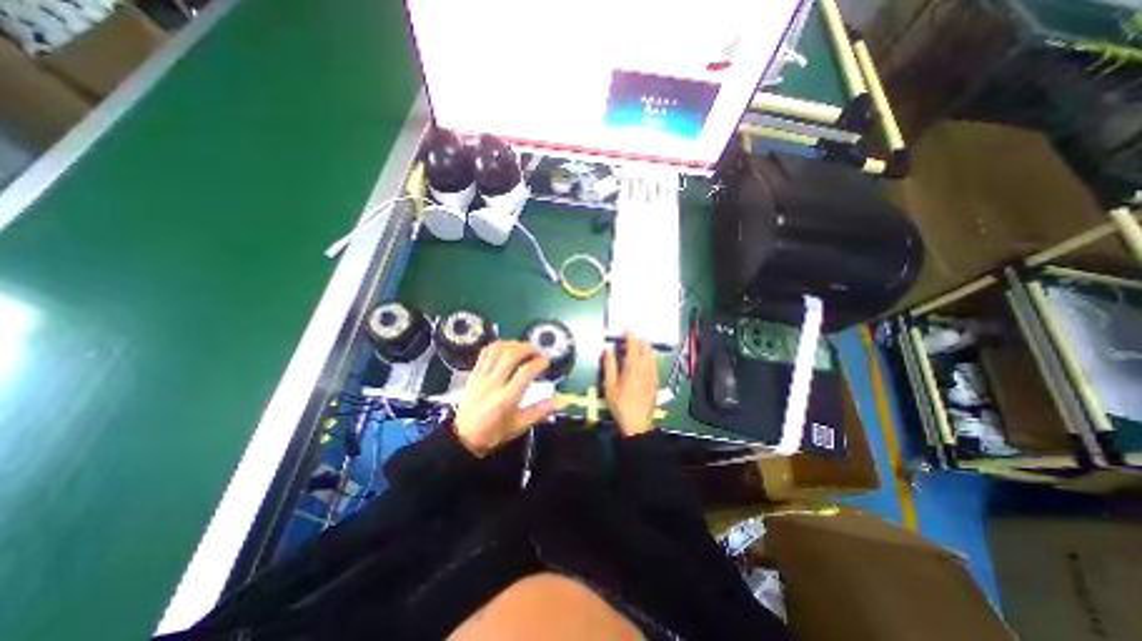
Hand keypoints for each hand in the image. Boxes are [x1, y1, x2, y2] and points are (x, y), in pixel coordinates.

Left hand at [456, 340, 561, 455]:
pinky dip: (498, 345)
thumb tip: (562, 403)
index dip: (539, 363)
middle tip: (538, 351)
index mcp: (506, 399)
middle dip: (528, 348)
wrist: (463, 438)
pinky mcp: (473, 374)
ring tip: (524, 347)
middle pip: (511, 355)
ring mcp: (481, 377)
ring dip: (513, 344)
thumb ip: (541, 411)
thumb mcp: (520, 425)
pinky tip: (507, 347)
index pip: (525, 372)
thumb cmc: (494, 433)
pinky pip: (485, 353)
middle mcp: (493, 384)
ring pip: (497, 350)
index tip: (546, 362)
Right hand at [598, 334, 660, 438]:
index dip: (630, 333)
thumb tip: (607, 349)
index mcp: (633, 367)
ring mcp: (653, 374)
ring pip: (652, 354)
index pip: (634, 344)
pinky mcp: (656, 380)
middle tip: (628, 336)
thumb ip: (609, 365)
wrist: (637, 422)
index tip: (627, 325)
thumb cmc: (620, 404)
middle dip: (638, 338)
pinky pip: (654, 362)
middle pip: (645, 347)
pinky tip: (643, 359)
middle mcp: (646, 367)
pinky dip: (649, 356)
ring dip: (644, 346)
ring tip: (635, 346)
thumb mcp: (609, 385)